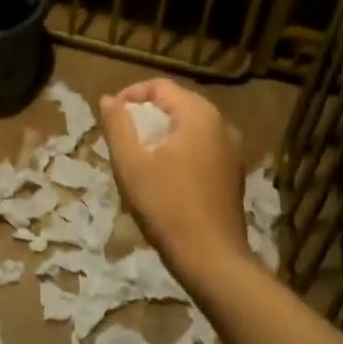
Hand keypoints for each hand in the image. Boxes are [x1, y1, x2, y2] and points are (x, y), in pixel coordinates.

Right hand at [99, 79, 248, 278]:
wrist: (210, 257)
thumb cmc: (166, 205)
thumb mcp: (131, 163)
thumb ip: (117, 125)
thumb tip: (109, 99)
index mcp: (199, 115)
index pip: (160, 86)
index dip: (131, 95)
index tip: (111, 116)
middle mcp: (222, 124)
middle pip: (177, 103)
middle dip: (146, 114)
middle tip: (122, 136)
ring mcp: (232, 150)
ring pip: (190, 127)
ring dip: (162, 133)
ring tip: (138, 155)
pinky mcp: (233, 173)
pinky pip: (202, 146)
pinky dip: (179, 149)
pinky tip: (163, 175)